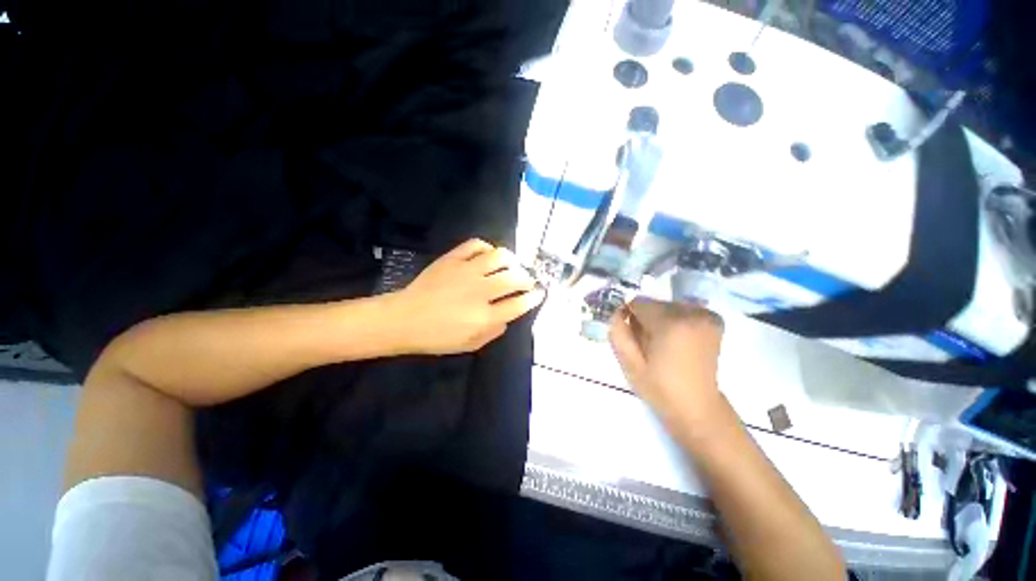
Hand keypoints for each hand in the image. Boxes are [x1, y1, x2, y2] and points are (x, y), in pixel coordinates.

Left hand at [389, 239, 545, 354]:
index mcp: (484, 316)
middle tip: (527, 280)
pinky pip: (475, 244)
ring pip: (500, 256)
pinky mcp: (452, 259)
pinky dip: (487, 247)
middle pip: (515, 278)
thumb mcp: (469, 345)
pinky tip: (488, 255)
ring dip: (512, 260)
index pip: (519, 304)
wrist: (403, 319)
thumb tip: (508, 316)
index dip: (534, 298)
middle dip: (527, 279)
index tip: (540, 293)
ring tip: (511, 265)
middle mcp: (480, 291)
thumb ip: (493, 332)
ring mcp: (466, 271)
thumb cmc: (436, 337)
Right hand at [608, 297, 726, 438]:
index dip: (630, 317)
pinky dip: (676, 319)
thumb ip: (618, 333)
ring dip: (661, 319)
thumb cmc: (660, 388)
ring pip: (668, 306)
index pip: (639, 302)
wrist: (698, 407)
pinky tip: (678, 340)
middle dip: (646, 319)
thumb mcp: (629, 364)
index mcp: (670, 324)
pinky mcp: (713, 320)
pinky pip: (684, 310)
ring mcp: (706, 316)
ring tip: (664, 344)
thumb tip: (617, 312)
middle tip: (648, 345)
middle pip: (654, 303)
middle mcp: (691, 313)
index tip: (632, 335)